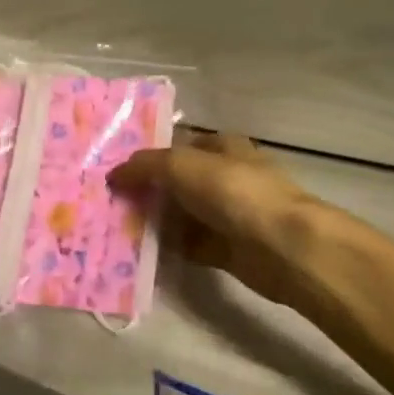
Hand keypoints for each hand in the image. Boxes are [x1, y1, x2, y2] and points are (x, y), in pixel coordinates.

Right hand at [108, 132, 314, 307]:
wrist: (281, 246)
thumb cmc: (232, 191)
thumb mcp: (179, 165)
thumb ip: (143, 166)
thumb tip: (113, 174)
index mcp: (222, 146)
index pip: (181, 144)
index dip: (152, 154)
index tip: (119, 169)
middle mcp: (226, 176)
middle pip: (179, 181)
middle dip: (149, 189)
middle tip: (111, 199)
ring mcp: (229, 214)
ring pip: (183, 214)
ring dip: (156, 220)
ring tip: (117, 225)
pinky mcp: (228, 248)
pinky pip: (190, 244)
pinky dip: (169, 247)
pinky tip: (141, 250)